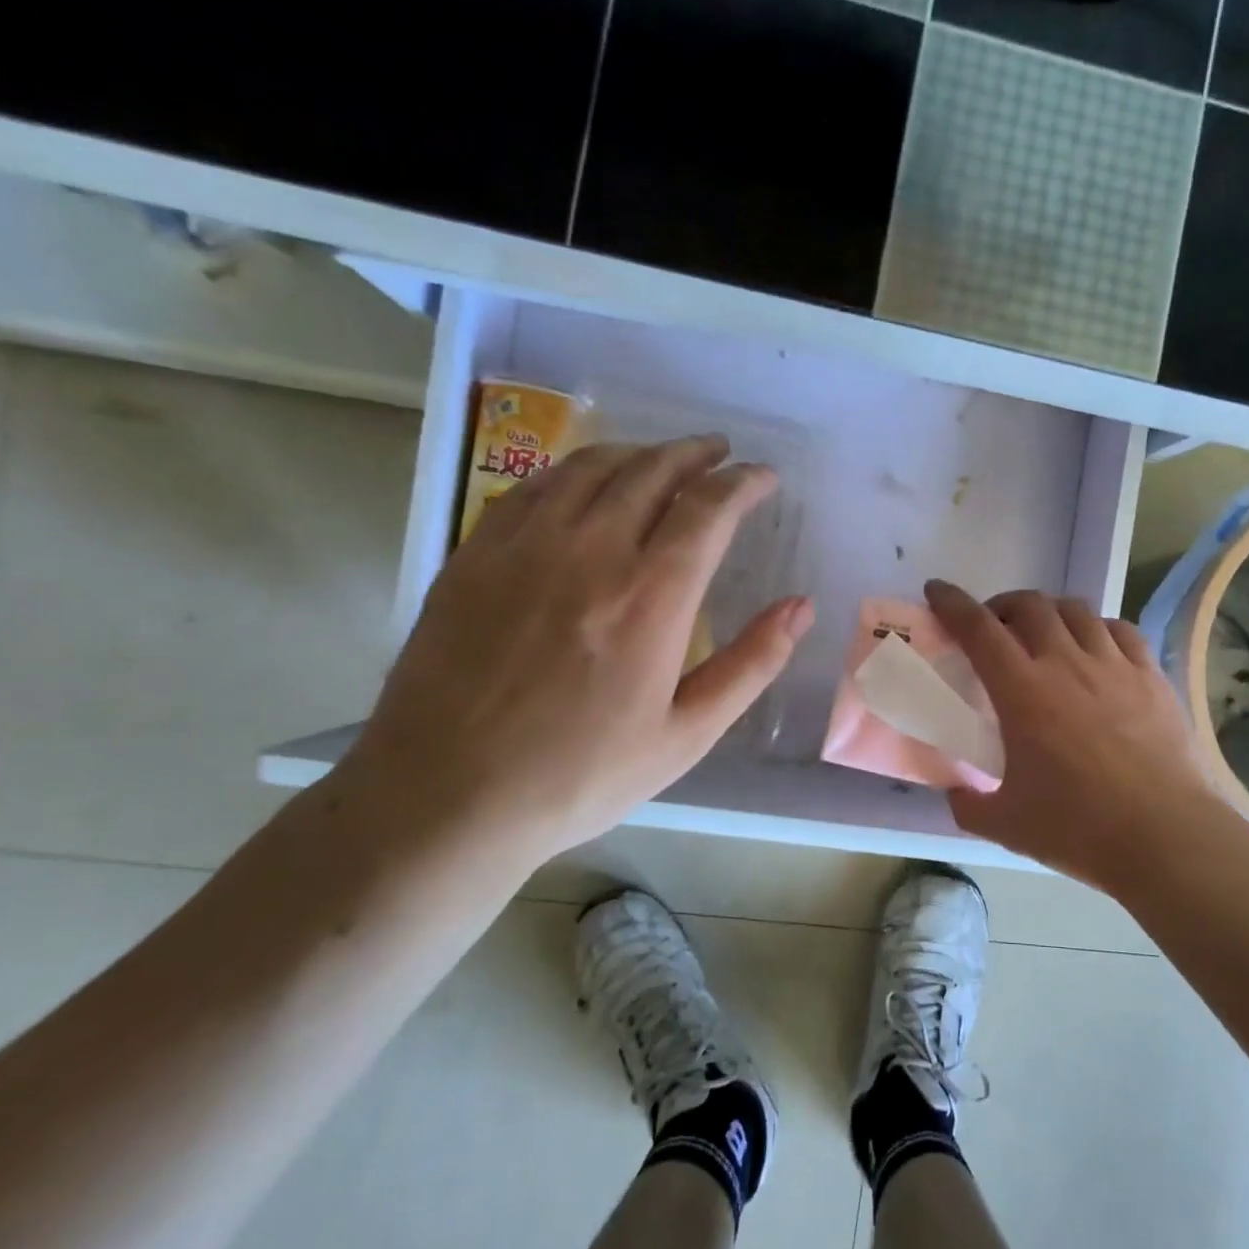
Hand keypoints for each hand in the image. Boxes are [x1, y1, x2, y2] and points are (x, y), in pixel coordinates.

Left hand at [341, 435, 813, 874]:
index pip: (708, 508)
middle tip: (719, 452)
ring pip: (591, 467)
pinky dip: (576, 471)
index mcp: (651, 597)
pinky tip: (586, 483)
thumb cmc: (581, 774)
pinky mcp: (476, 554)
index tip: (762, 477)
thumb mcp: (686, 735)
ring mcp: (525, 546)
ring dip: (639, 452)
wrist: (447, 795)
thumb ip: (751, 664)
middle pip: (652, 471)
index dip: (743, 483)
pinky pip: (535, 486)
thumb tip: (801, 607)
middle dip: (695, 453)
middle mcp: (591, 552)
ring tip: (662, 459)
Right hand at [925, 580, 1231, 893]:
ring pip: (1076, 610)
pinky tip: (1095, 647)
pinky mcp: (1150, 676)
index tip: (936, 590)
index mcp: (1022, 691)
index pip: (978, 628)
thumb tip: (957, 793)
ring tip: (1043, 634)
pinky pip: (1119, 630)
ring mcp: (1113, 665)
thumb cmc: (1079, 828)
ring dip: (1049, 612)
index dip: (952, 603)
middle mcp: (1066, 663)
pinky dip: (1096, 628)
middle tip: (993, 627)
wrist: (1165, 837)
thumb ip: (968, 805)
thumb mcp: (1005, 824)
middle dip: (1002, 605)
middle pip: (1029, 605)